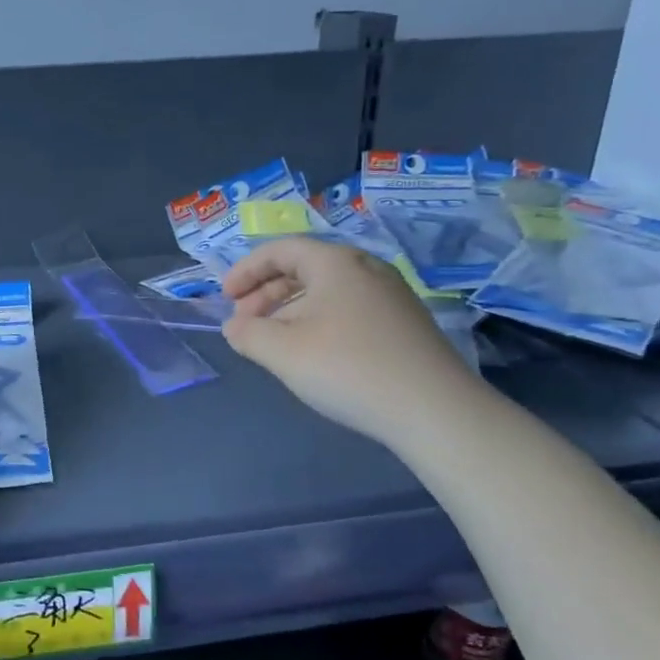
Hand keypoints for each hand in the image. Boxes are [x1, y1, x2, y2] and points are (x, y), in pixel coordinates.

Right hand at [220, 237, 478, 443]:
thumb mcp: (282, 351)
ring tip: (273, 342)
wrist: (434, 410)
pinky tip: (314, 354)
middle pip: (303, 268)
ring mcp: (391, 295)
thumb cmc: (348, 368)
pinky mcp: (405, 323)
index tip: (225, 298)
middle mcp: (366, 268)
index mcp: (335, 262)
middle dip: (266, 293)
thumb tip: (234, 326)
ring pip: (327, 291)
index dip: (245, 270)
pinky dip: (319, 321)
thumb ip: (248, 334)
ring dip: (290, 310)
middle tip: (244, 324)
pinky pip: (349, 309)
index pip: (279, 249)